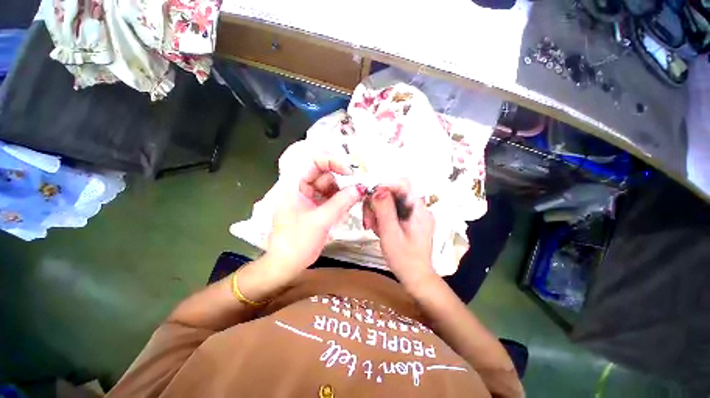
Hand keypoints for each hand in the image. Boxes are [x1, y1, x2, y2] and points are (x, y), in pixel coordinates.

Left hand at [266, 153, 364, 278]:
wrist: (287, 264)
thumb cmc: (297, 242)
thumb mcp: (321, 220)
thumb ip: (342, 202)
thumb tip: (360, 188)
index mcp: (293, 185)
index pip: (313, 161)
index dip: (332, 161)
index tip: (349, 171)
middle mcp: (301, 186)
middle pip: (324, 173)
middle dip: (341, 178)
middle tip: (358, 186)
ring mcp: (308, 196)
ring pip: (329, 185)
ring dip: (342, 190)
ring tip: (354, 198)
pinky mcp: (315, 206)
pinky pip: (330, 196)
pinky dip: (340, 199)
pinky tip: (349, 204)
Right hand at [363, 180, 436, 287]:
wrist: (416, 277)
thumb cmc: (404, 258)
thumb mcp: (390, 233)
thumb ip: (385, 210)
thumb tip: (378, 189)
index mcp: (418, 208)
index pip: (402, 183)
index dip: (384, 186)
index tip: (369, 198)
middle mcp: (419, 208)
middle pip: (394, 193)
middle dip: (377, 203)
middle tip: (368, 220)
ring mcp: (415, 214)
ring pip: (391, 202)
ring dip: (378, 212)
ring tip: (373, 227)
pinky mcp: (411, 220)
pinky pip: (394, 211)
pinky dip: (383, 217)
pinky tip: (379, 229)